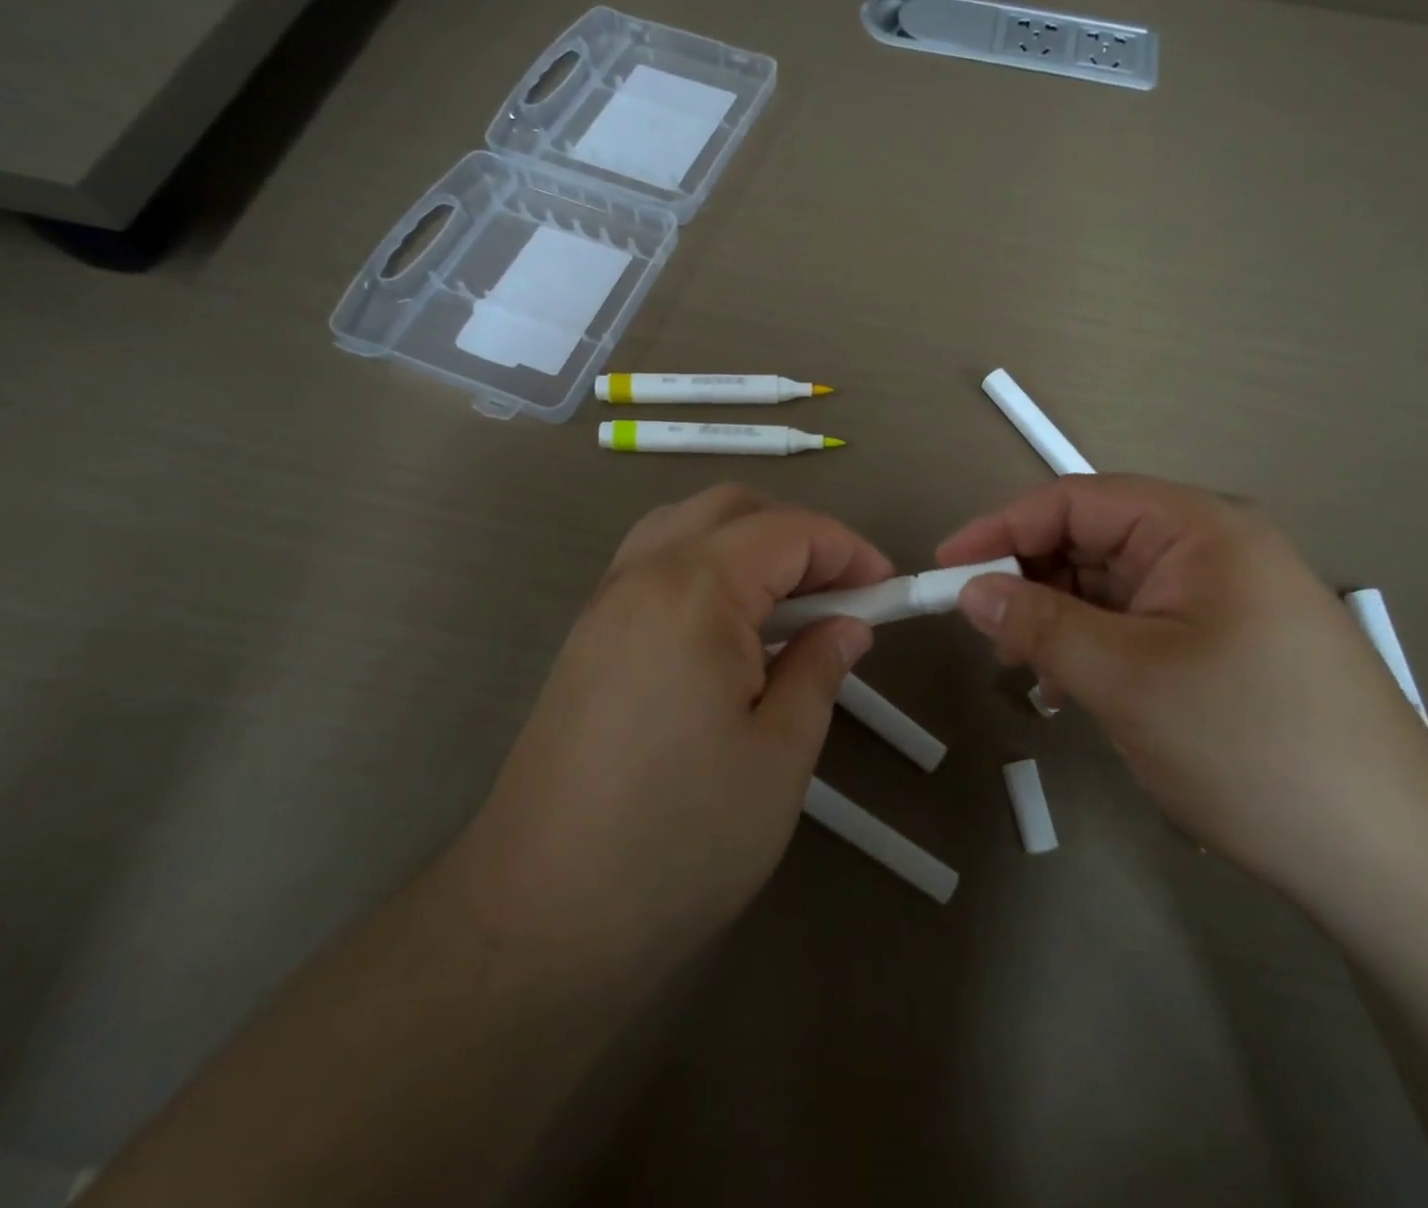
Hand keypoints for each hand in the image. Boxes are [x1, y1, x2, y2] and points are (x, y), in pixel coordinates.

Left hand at [451, 484, 889, 982]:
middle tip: (840, 592)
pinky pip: (653, 565)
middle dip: (798, 535)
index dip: (848, 550)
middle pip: (731, 508)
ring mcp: (603, 604)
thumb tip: (847, 625)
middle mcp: (641, 575)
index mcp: (694, 591)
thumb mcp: (779, 756)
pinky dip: (704, 567)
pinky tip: (728, 629)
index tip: (887, 590)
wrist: (540, 918)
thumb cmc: (679, 839)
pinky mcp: (585, 638)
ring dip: (746, 543)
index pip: (787, 530)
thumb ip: (818, 669)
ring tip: (787, 604)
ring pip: (685, 527)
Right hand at [937, 475, 1427, 891]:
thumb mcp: (1126, 678)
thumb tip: (969, 590)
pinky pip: (1133, 625)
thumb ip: (1038, 623)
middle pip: (1090, 541)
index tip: (946, 567)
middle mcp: (1210, 550)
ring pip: (1107, 587)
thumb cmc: (1251, 745)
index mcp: (1198, 529)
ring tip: (1024, 668)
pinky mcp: (1220, 645)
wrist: (1389, 860)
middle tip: (983, 630)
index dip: (1002, 528)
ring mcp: (1218, 599)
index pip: (1075, 500)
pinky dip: (1090, 647)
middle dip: (1029, 579)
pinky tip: (1069, 689)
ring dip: (1056, 619)